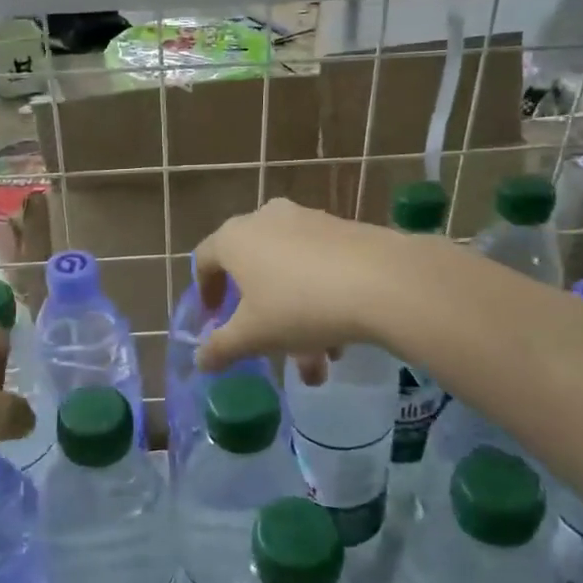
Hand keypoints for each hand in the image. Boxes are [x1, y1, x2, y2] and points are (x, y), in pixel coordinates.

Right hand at [194, 200, 407, 374]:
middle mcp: (267, 219)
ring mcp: (307, 220)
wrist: (382, 281)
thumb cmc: (299, 305)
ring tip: (318, 363)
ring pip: (290, 274)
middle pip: (253, 269)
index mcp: (235, 238)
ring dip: (297, 319)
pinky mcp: (343, 229)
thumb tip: (200, 360)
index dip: (205, 290)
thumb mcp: (254, 335)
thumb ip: (221, 348)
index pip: (205, 258)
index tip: (213, 317)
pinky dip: (321, 299)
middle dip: (261, 316)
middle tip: (268, 347)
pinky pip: (319, 266)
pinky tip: (341, 338)